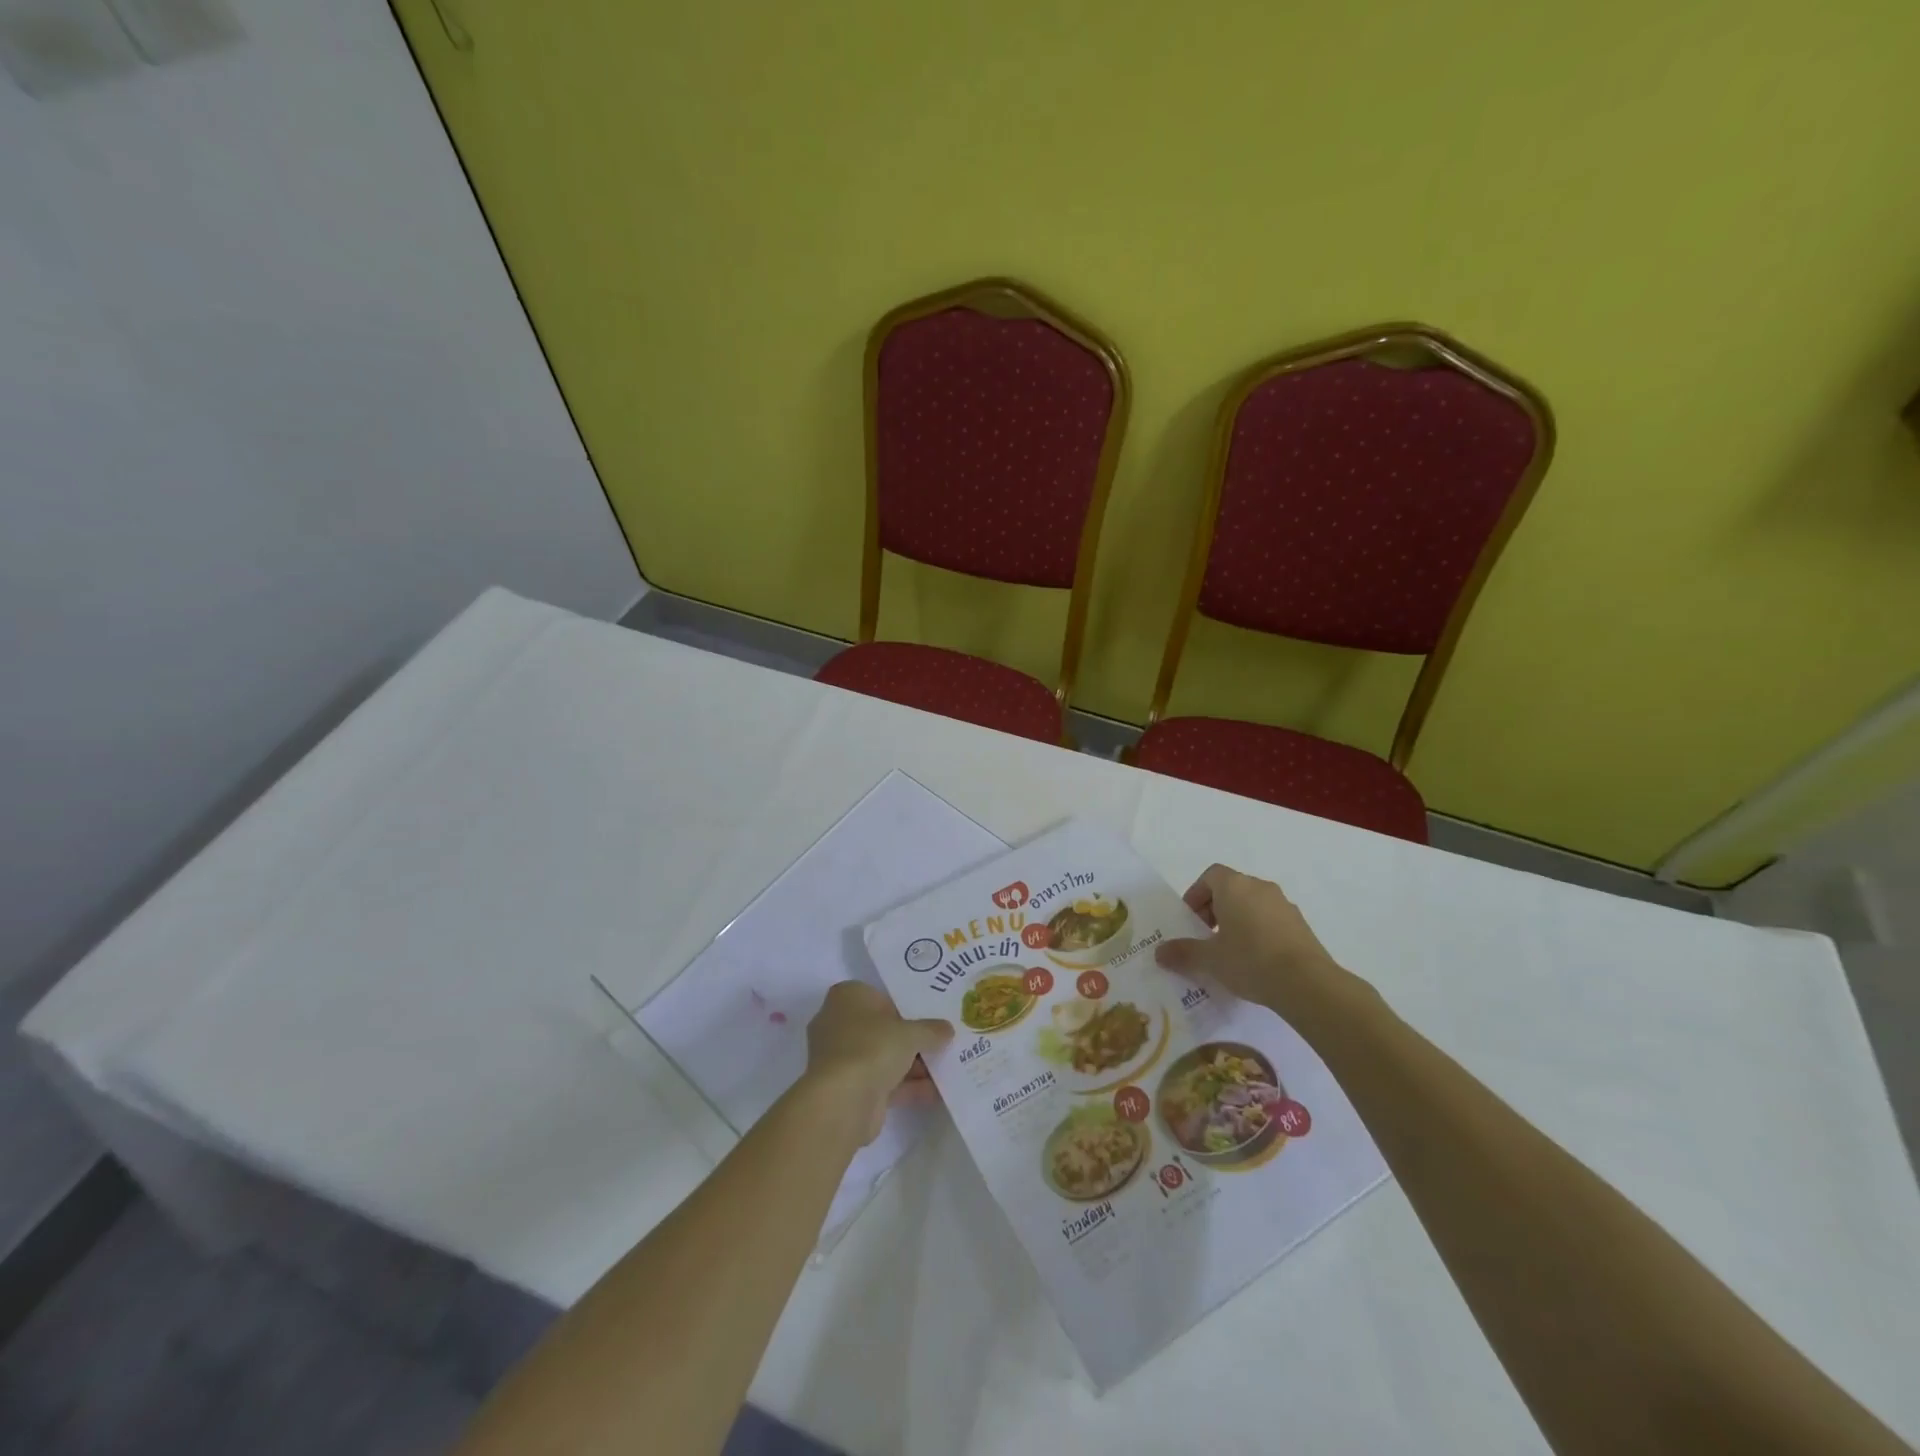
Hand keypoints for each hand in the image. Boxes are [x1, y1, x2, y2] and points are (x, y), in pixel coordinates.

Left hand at [803, 981, 952, 1143]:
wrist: (843, 1101)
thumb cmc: (872, 1047)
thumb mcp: (910, 1033)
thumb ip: (930, 1030)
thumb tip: (947, 1029)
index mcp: (846, 998)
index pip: (877, 996)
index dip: (903, 1006)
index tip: (927, 1016)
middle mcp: (838, 1024)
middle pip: (881, 1029)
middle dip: (910, 1039)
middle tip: (940, 1042)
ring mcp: (841, 1059)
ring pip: (882, 1058)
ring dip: (912, 1066)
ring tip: (946, 1068)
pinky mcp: (848, 1090)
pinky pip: (882, 1083)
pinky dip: (906, 1088)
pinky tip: (936, 1093)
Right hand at [1155, 864, 1358, 1020]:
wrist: (1307, 983)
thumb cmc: (1250, 960)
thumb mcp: (1210, 960)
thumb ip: (1183, 953)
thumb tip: (1159, 953)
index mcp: (1235, 886)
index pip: (1210, 875)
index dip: (1196, 894)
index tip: (1191, 920)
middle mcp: (1260, 887)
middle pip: (1231, 888)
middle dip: (1215, 909)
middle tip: (1206, 937)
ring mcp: (1284, 905)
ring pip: (1253, 904)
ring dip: (1238, 920)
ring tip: (1231, 952)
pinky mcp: (1301, 925)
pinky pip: (1271, 920)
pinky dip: (1259, 932)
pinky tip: (1256, 961)